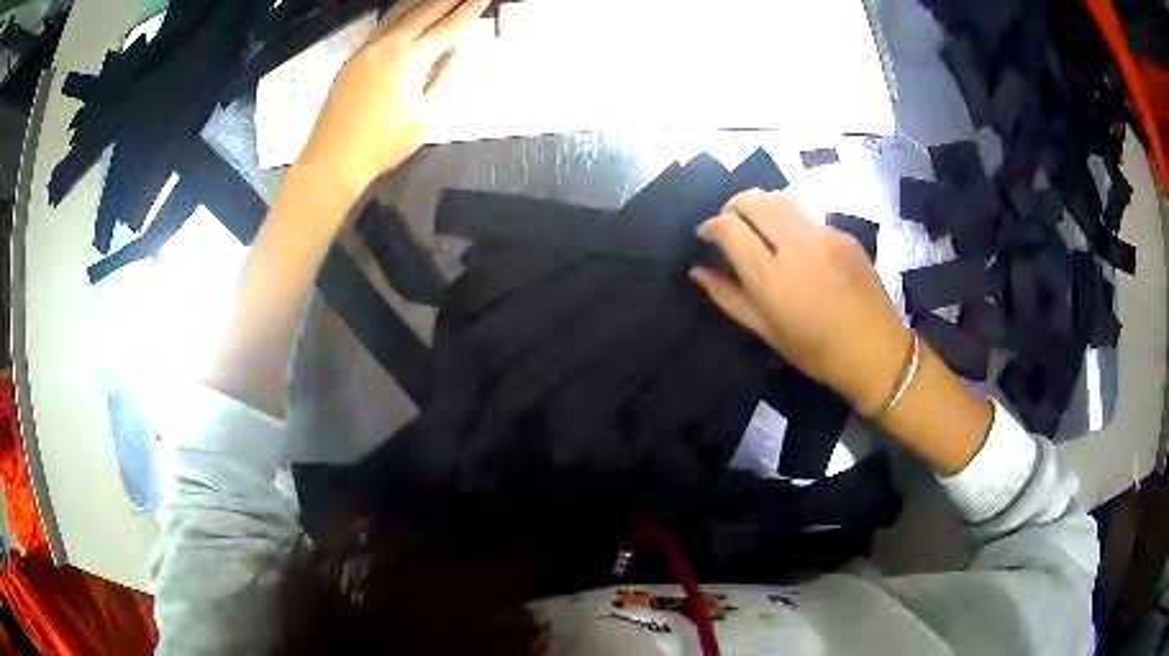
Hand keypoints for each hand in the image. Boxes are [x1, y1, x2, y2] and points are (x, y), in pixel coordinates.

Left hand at [297, 0, 489, 198]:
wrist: (332, 159)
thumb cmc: (383, 145)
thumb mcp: (425, 117)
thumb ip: (445, 77)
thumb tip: (460, 49)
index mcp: (410, 59)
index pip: (449, 27)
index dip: (470, 10)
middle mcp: (388, 45)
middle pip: (424, 11)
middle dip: (449, 0)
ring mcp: (367, 49)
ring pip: (399, 12)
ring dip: (423, 1)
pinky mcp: (352, 58)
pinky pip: (381, 25)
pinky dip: (400, 12)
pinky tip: (406, 10)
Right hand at [691, 190, 911, 415]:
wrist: (877, 351)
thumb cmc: (818, 353)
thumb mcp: (768, 333)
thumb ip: (729, 297)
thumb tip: (698, 271)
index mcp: (773, 278)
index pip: (729, 227)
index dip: (710, 226)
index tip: (705, 237)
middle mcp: (797, 246)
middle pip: (752, 200)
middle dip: (732, 207)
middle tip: (729, 228)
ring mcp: (824, 235)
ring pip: (779, 198)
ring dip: (759, 206)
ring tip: (757, 228)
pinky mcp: (843, 234)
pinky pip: (805, 214)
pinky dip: (788, 220)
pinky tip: (794, 245)